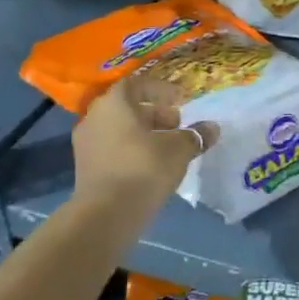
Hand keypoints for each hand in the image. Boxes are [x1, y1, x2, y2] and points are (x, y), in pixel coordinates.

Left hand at [72, 76, 218, 208]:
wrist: (106, 215)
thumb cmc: (144, 168)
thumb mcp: (179, 150)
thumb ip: (195, 135)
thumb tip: (212, 128)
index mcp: (114, 103)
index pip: (137, 84)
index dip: (161, 90)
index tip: (181, 100)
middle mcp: (94, 117)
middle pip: (128, 107)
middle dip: (155, 113)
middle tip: (178, 125)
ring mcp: (86, 144)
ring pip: (120, 129)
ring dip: (144, 133)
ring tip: (169, 147)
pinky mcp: (86, 168)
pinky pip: (113, 148)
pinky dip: (132, 149)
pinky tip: (152, 165)